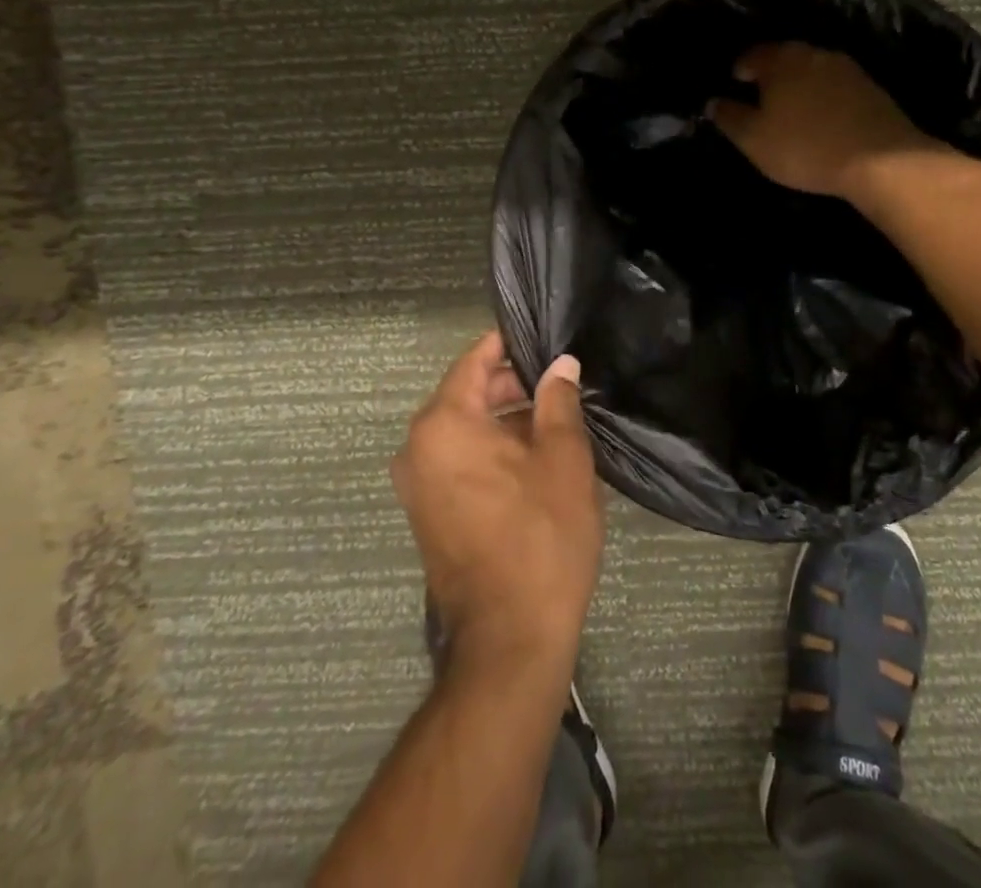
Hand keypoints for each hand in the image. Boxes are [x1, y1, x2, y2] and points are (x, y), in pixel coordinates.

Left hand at [392, 333, 602, 679]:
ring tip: (557, 423)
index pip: (475, 360)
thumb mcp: (563, 458)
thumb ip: (558, 401)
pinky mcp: (427, 514)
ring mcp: (417, 484)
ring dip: (505, 421)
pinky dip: (491, 452)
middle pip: (467, 394)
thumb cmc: (541, 535)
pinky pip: (458, 461)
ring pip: (465, 430)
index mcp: (444, 424)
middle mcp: (418, 448)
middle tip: (562, 387)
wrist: (510, 638)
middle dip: (513, 386)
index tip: (545, 340)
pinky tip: (534, 461)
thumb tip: (560, 366)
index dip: (511, 345)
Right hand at [709, 42, 937, 197]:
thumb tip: (713, 102)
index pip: (753, 54)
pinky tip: (822, 116)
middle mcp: (814, 53)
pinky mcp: (871, 88)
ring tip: (792, 108)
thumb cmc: (805, 147)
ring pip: (812, 69)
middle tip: (762, 96)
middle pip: (785, 57)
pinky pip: (836, 86)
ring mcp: (847, 68)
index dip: (741, 68)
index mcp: (781, 60)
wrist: (880, 159)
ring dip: (800, 84)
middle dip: (772, 74)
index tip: (735, 83)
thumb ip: (730, 118)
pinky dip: (824, 96)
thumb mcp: (754, 139)